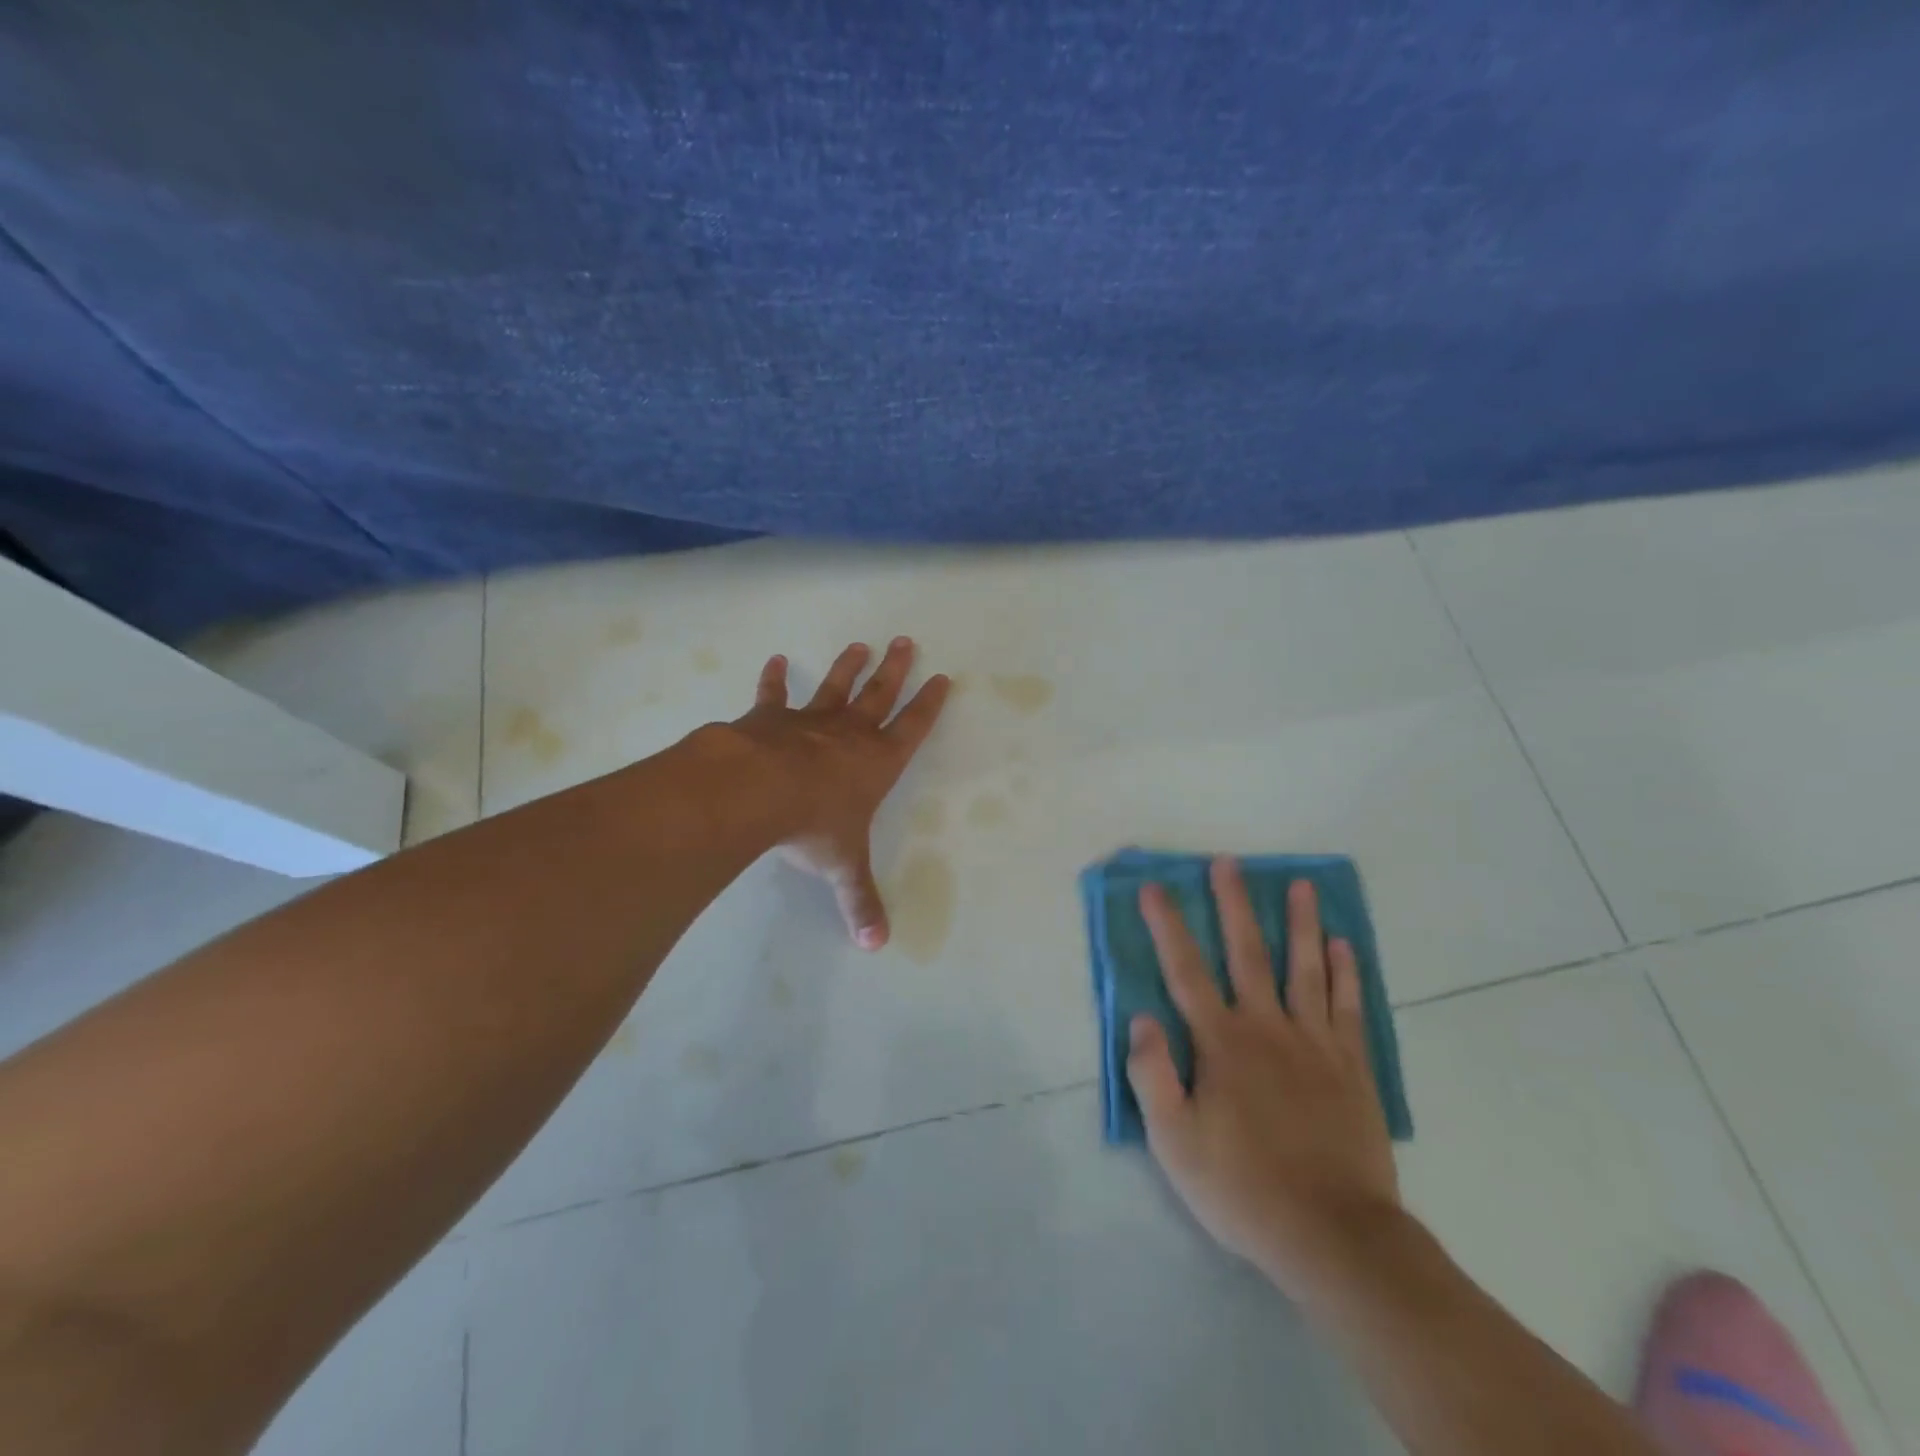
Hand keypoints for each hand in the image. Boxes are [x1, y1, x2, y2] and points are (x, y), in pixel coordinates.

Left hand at [728, 637, 948, 949]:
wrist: (758, 791)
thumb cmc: (813, 825)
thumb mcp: (842, 866)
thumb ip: (859, 901)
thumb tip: (876, 945)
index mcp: (877, 763)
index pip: (913, 728)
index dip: (929, 705)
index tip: (942, 677)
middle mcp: (850, 735)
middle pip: (880, 695)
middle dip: (895, 670)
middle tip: (905, 641)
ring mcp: (810, 722)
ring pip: (836, 687)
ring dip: (848, 667)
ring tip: (859, 645)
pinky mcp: (770, 718)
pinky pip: (774, 694)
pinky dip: (774, 679)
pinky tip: (776, 660)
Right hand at [1127, 860, 1400, 1300]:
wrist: (1333, 1234)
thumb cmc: (1242, 1187)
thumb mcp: (1174, 1141)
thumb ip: (1152, 1074)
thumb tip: (1140, 1018)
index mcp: (1221, 1042)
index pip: (1185, 971)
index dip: (1167, 926)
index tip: (1154, 887)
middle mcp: (1267, 1028)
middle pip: (1248, 953)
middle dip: (1234, 904)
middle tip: (1228, 862)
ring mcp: (1314, 1044)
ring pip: (1306, 969)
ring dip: (1301, 924)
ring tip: (1302, 885)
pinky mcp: (1351, 1067)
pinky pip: (1348, 1008)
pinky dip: (1346, 974)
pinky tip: (1344, 946)